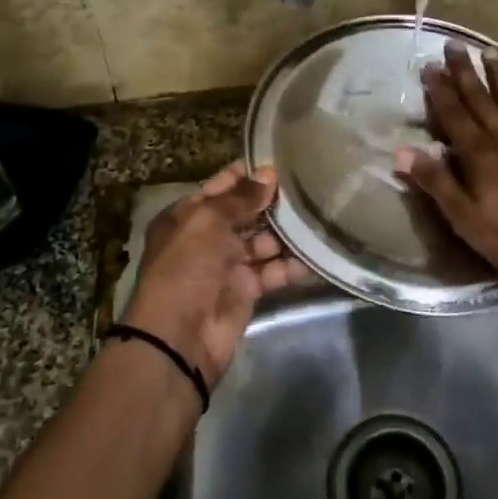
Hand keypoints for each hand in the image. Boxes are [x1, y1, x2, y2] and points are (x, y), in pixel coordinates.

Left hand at [121, 162, 302, 387]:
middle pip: (244, 214)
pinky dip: (290, 265)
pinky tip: (315, 253)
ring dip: (286, 233)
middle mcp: (206, 238)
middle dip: (271, 203)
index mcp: (187, 217)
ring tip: (317, 215)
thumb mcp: (208, 221)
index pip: (220, 187)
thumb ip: (241, 198)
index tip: (280, 161)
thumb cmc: (186, 267)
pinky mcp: (246, 291)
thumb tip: (268, 175)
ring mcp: (227, 266)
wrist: (179, 337)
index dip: (247, 175)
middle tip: (308, 186)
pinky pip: (272, 271)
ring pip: (262, 242)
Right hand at [397, 44, 497, 288]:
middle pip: (482, 99)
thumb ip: (437, 183)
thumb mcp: (468, 222)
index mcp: (481, 156)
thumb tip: (401, 152)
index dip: (441, 90)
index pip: (455, 114)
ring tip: (490, 51)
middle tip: (455, 44)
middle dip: (466, 71)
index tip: (430, 65)